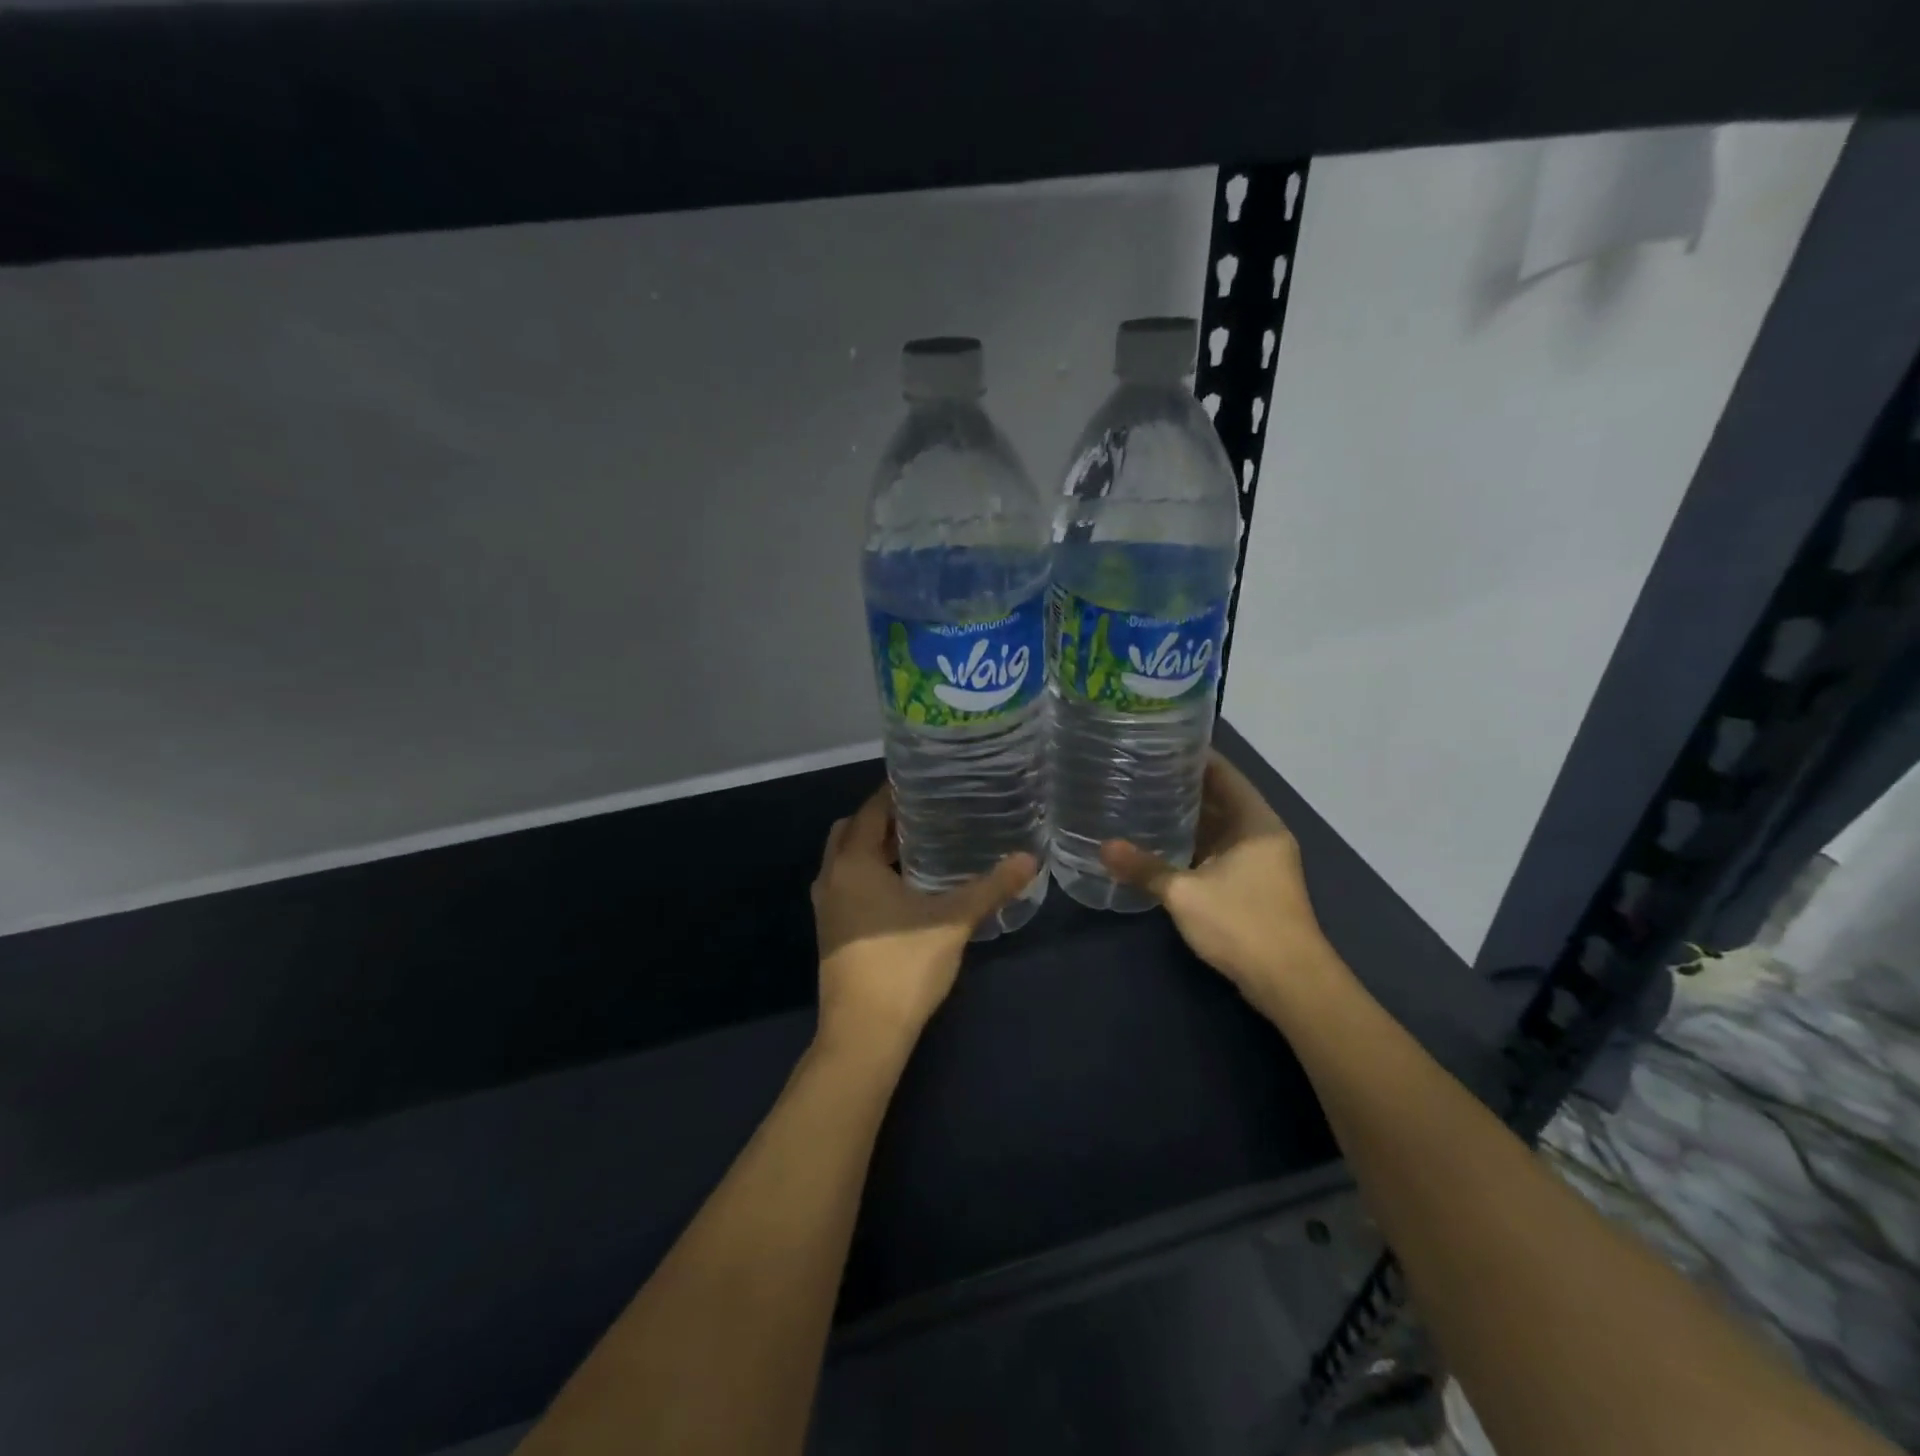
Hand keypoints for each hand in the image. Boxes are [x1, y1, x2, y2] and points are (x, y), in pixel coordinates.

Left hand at [811, 784, 1038, 1057]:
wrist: (864, 1033)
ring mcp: (827, 907)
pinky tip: (905, 888)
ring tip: (918, 845)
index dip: (894, 792)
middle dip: (882, 819)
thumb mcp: (953, 921)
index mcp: (853, 863)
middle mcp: (832, 877)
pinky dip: (869, 874)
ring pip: (846, 860)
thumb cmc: (903, 965)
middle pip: (852, 831)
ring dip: (874, 848)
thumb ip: (991, 887)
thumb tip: (1030, 859)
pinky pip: (847, 884)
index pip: (871, 810)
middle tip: (924, 814)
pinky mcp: (832, 931)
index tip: (924, 782)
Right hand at [1101, 752, 1341, 1015]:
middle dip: (1183, 786)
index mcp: (1255, 822)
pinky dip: (1193, 844)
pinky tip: (1160, 843)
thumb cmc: (1242, 924)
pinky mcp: (1252, 885)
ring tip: (1143, 800)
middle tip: (1139, 771)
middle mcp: (1261, 834)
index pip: (1224, 773)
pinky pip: (1218, 851)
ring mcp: (1260, 861)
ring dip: (1187, 818)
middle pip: (1221, 798)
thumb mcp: (1185, 893)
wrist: (1289, 983)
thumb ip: (1144, 868)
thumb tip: (1103, 847)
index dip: (1194, 756)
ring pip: (1218, 827)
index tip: (1157, 743)